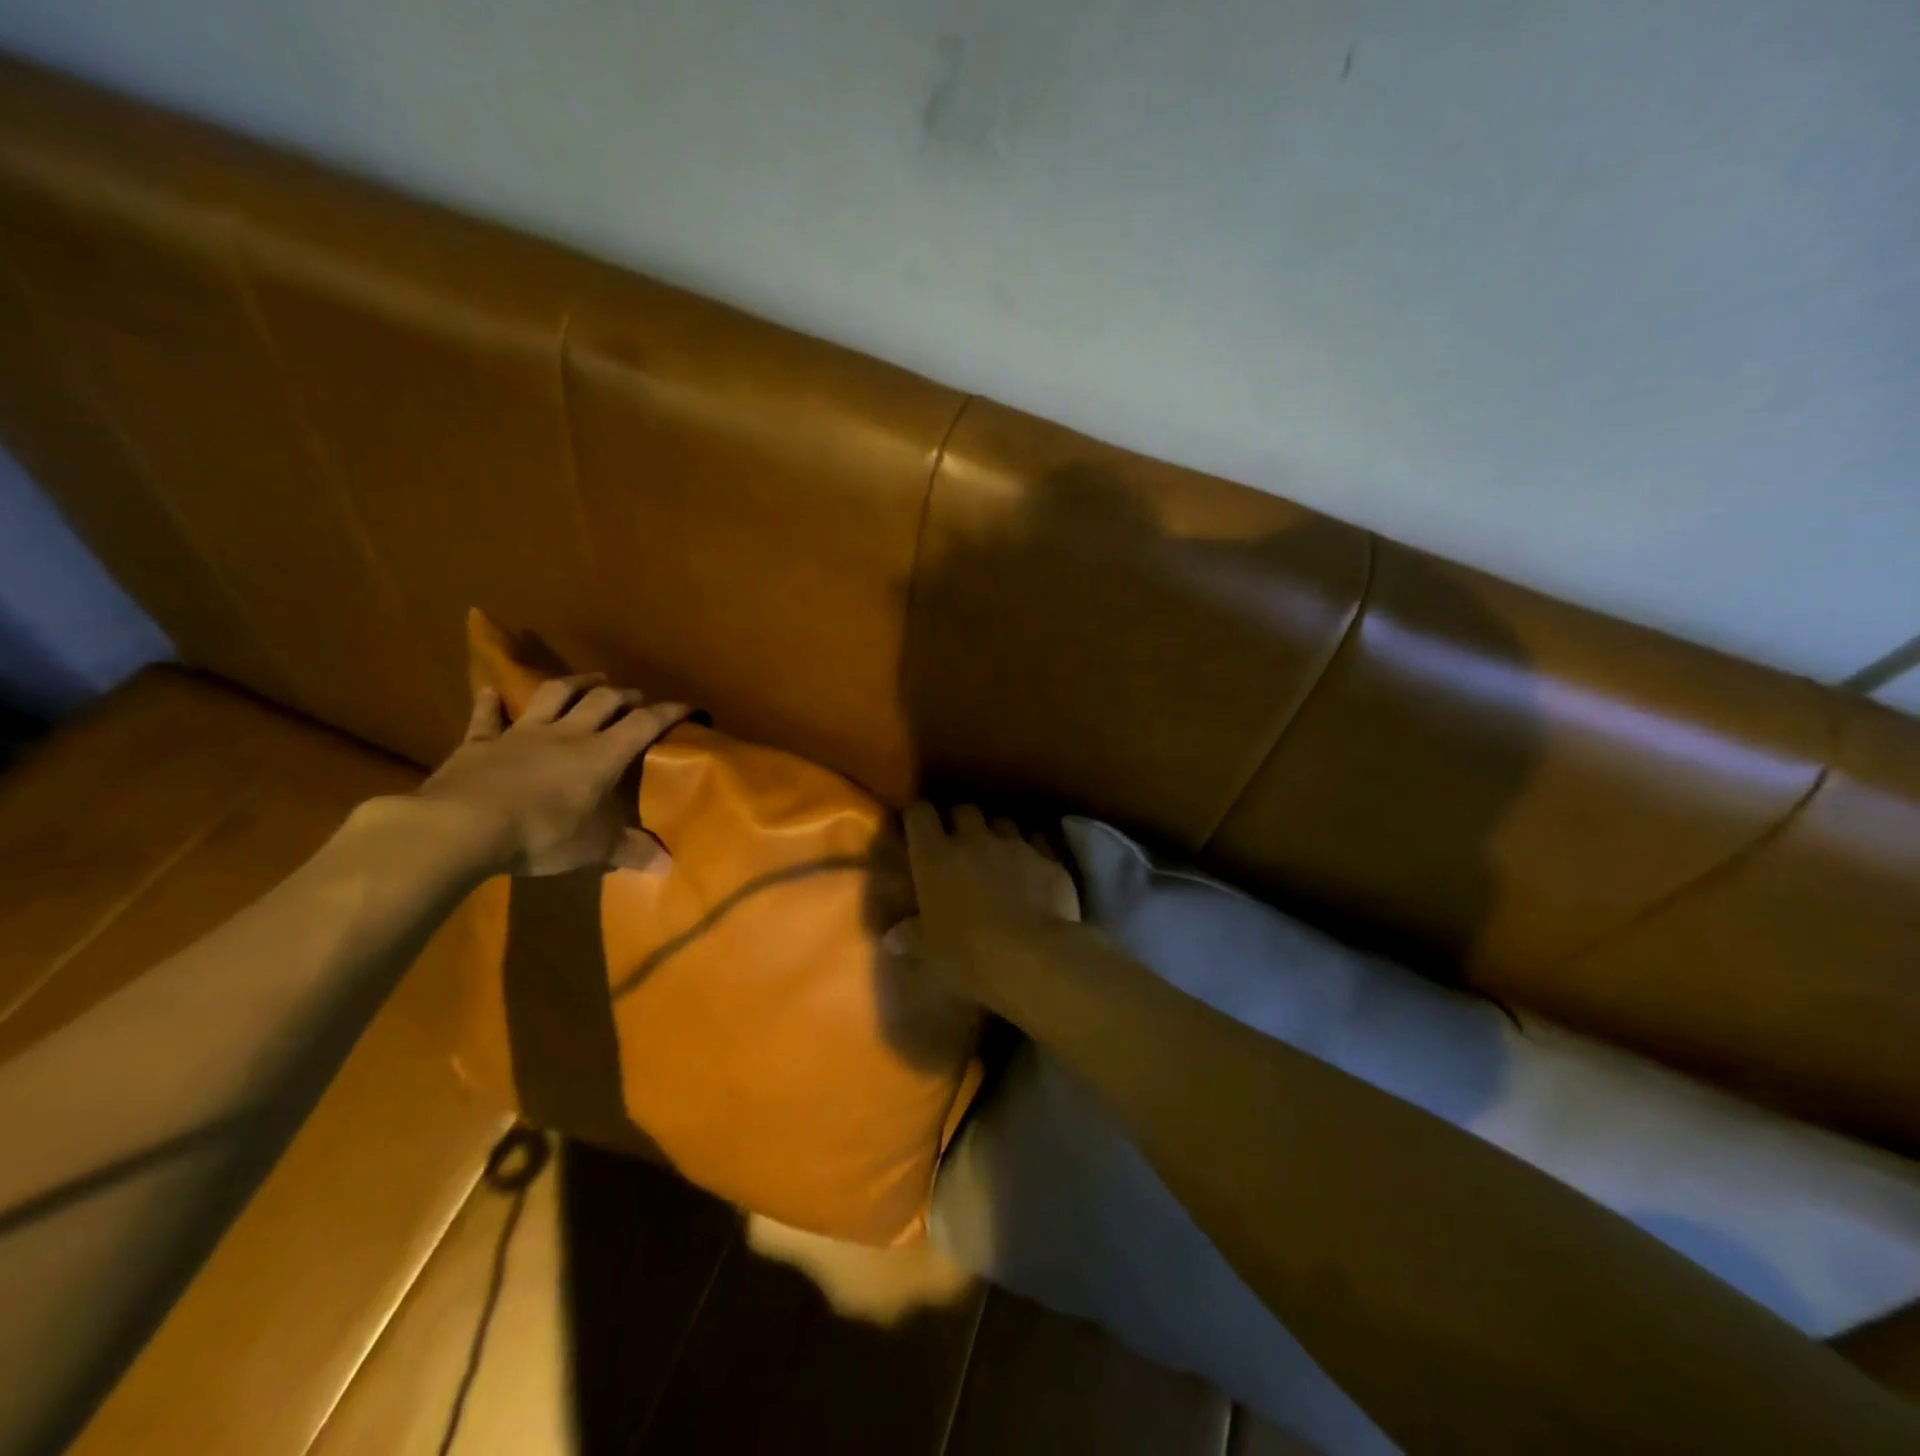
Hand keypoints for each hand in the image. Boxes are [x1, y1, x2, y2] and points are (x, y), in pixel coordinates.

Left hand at [414, 675, 690, 876]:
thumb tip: (667, 865)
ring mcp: (521, 734)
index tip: (690, 706)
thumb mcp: (594, 849)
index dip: (670, 712)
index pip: (645, 724)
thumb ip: (630, 851)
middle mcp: (567, 735)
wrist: (462, 826)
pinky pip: (487, 718)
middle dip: (625, 695)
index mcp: (602, 755)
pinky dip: (492, 703)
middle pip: (603, 701)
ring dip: (576, 683)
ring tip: (592, 679)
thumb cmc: (541, 835)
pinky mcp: (479, 743)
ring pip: (554, 695)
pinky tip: (494, 691)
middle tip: (637, 696)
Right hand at [890, 802, 1079, 1004]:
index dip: (918, 816)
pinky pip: (1037, 840)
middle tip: (960, 844)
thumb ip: (911, 936)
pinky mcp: (1048, 857)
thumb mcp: (931, 951)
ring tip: (998, 854)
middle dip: (961, 821)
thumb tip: (891, 937)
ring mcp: (1014, 844)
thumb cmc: (968, 954)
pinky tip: (1032, 867)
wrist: (1034, 955)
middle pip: (964, 810)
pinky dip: (1032, 849)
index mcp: (934, 856)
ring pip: (1002, 822)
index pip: (919, 814)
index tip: (917, 827)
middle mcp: (973, 839)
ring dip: (997, 833)